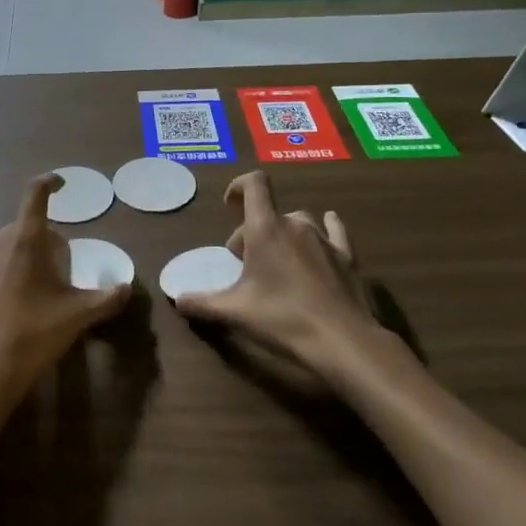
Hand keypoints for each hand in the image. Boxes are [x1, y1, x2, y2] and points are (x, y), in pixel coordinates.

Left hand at [0, 174, 132, 404]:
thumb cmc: (35, 332)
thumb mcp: (79, 315)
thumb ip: (107, 297)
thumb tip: (126, 287)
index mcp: (25, 238)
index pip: (36, 194)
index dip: (51, 183)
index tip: (61, 184)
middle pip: (24, 229)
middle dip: (43, 243)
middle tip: (59, 274)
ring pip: (1, 249)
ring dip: (17, 260)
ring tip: (31, 293)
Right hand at [175, 171, 385, 382]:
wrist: (341, 340)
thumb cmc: (282, 318)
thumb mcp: (235, 312)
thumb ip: (202, 303)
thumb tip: (178, 300)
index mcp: (266, 229)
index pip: (254, 185)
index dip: (239, 186)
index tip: (229, 205)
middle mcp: (296, 225)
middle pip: (270, 214)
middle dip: (253, 232)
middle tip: (244, 264)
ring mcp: (324, 239)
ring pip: (300, 222)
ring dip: (284, 233)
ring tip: (278, 261)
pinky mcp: (347, 256)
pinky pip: (334, 230)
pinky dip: (326, 227)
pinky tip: (326, 231)